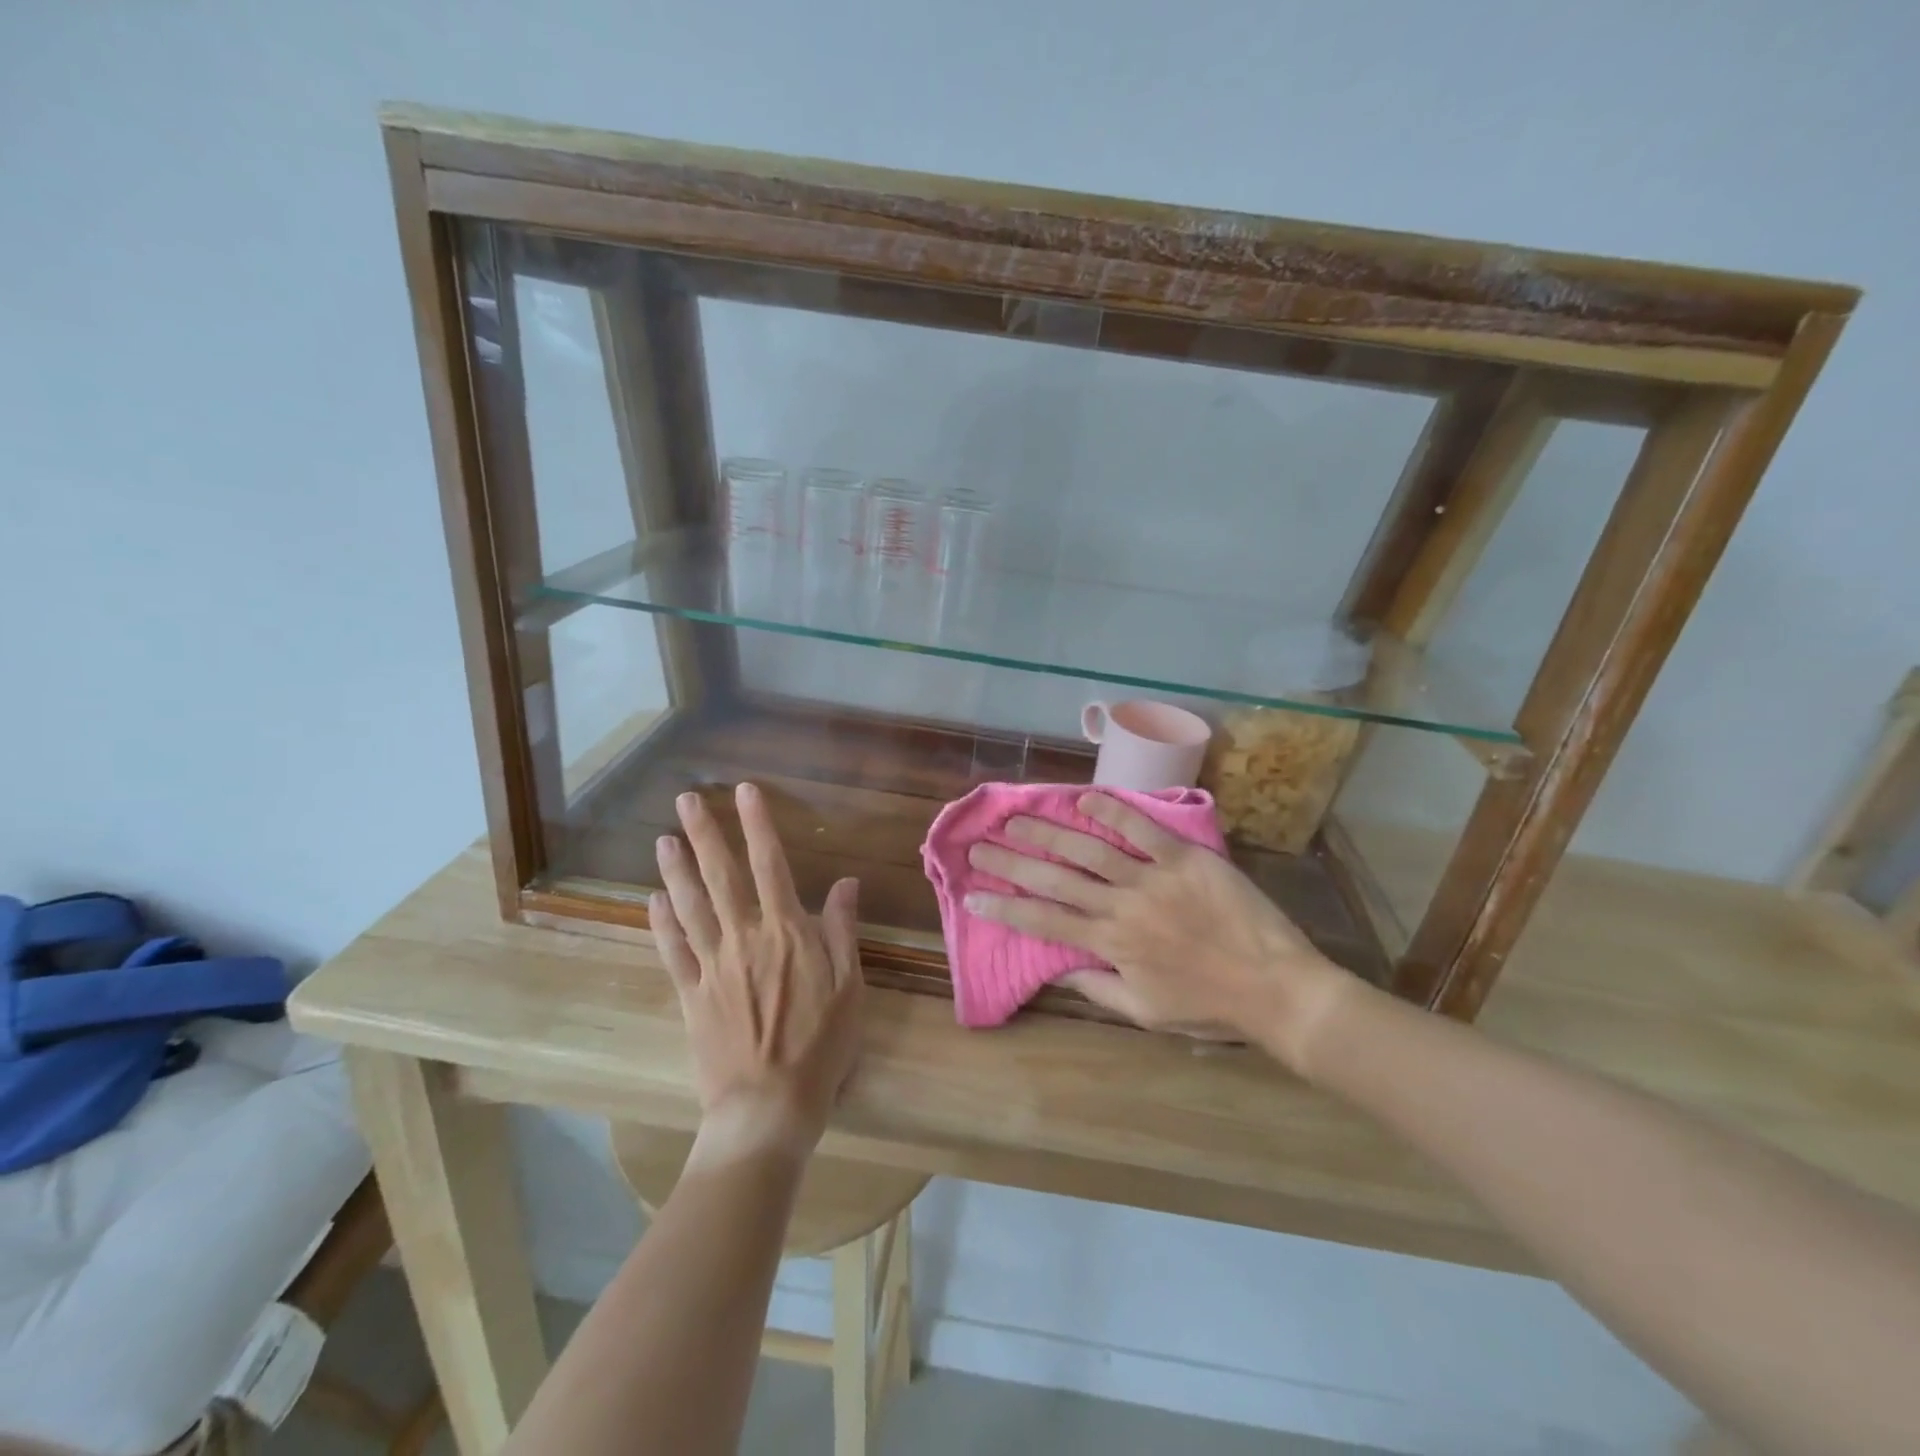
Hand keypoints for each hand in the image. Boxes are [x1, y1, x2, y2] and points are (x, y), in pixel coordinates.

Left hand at [651, 782, 863, 1164]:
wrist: (768, 1106)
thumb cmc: (821, 1045)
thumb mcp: (849, 985)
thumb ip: (842, 930)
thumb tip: (846, 882)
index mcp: (786, 931)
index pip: (771, 864)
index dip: (757, 824)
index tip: (745, 791)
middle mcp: (744, 937)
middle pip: (721, 876)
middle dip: (705, 834)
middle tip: (686, 799)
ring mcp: (712, 965)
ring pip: (690, 906)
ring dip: (676, 870)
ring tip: (663, 838)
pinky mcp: (691, 994)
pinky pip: (673, 951)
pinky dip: (662, 923)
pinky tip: (653, 900)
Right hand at [964, 792, 1356, 1071]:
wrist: (1275, 987)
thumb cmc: (1208, 1006)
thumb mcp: (1145, 1013)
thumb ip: (1096, 988)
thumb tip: (1057, 969)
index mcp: (1110, 945)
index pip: (1044, 921)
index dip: (1004, 907)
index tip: (972, 893)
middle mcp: (1121, 906)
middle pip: (1054, 878)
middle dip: (1011, 861)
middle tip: (978, 845)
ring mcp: (1152, 878)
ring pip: (1089, 849)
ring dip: (1048, 831)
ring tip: (1015, 817)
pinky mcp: (1183, 858)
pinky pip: (1142, 829)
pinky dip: (1112, 810)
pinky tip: (1083, 798)